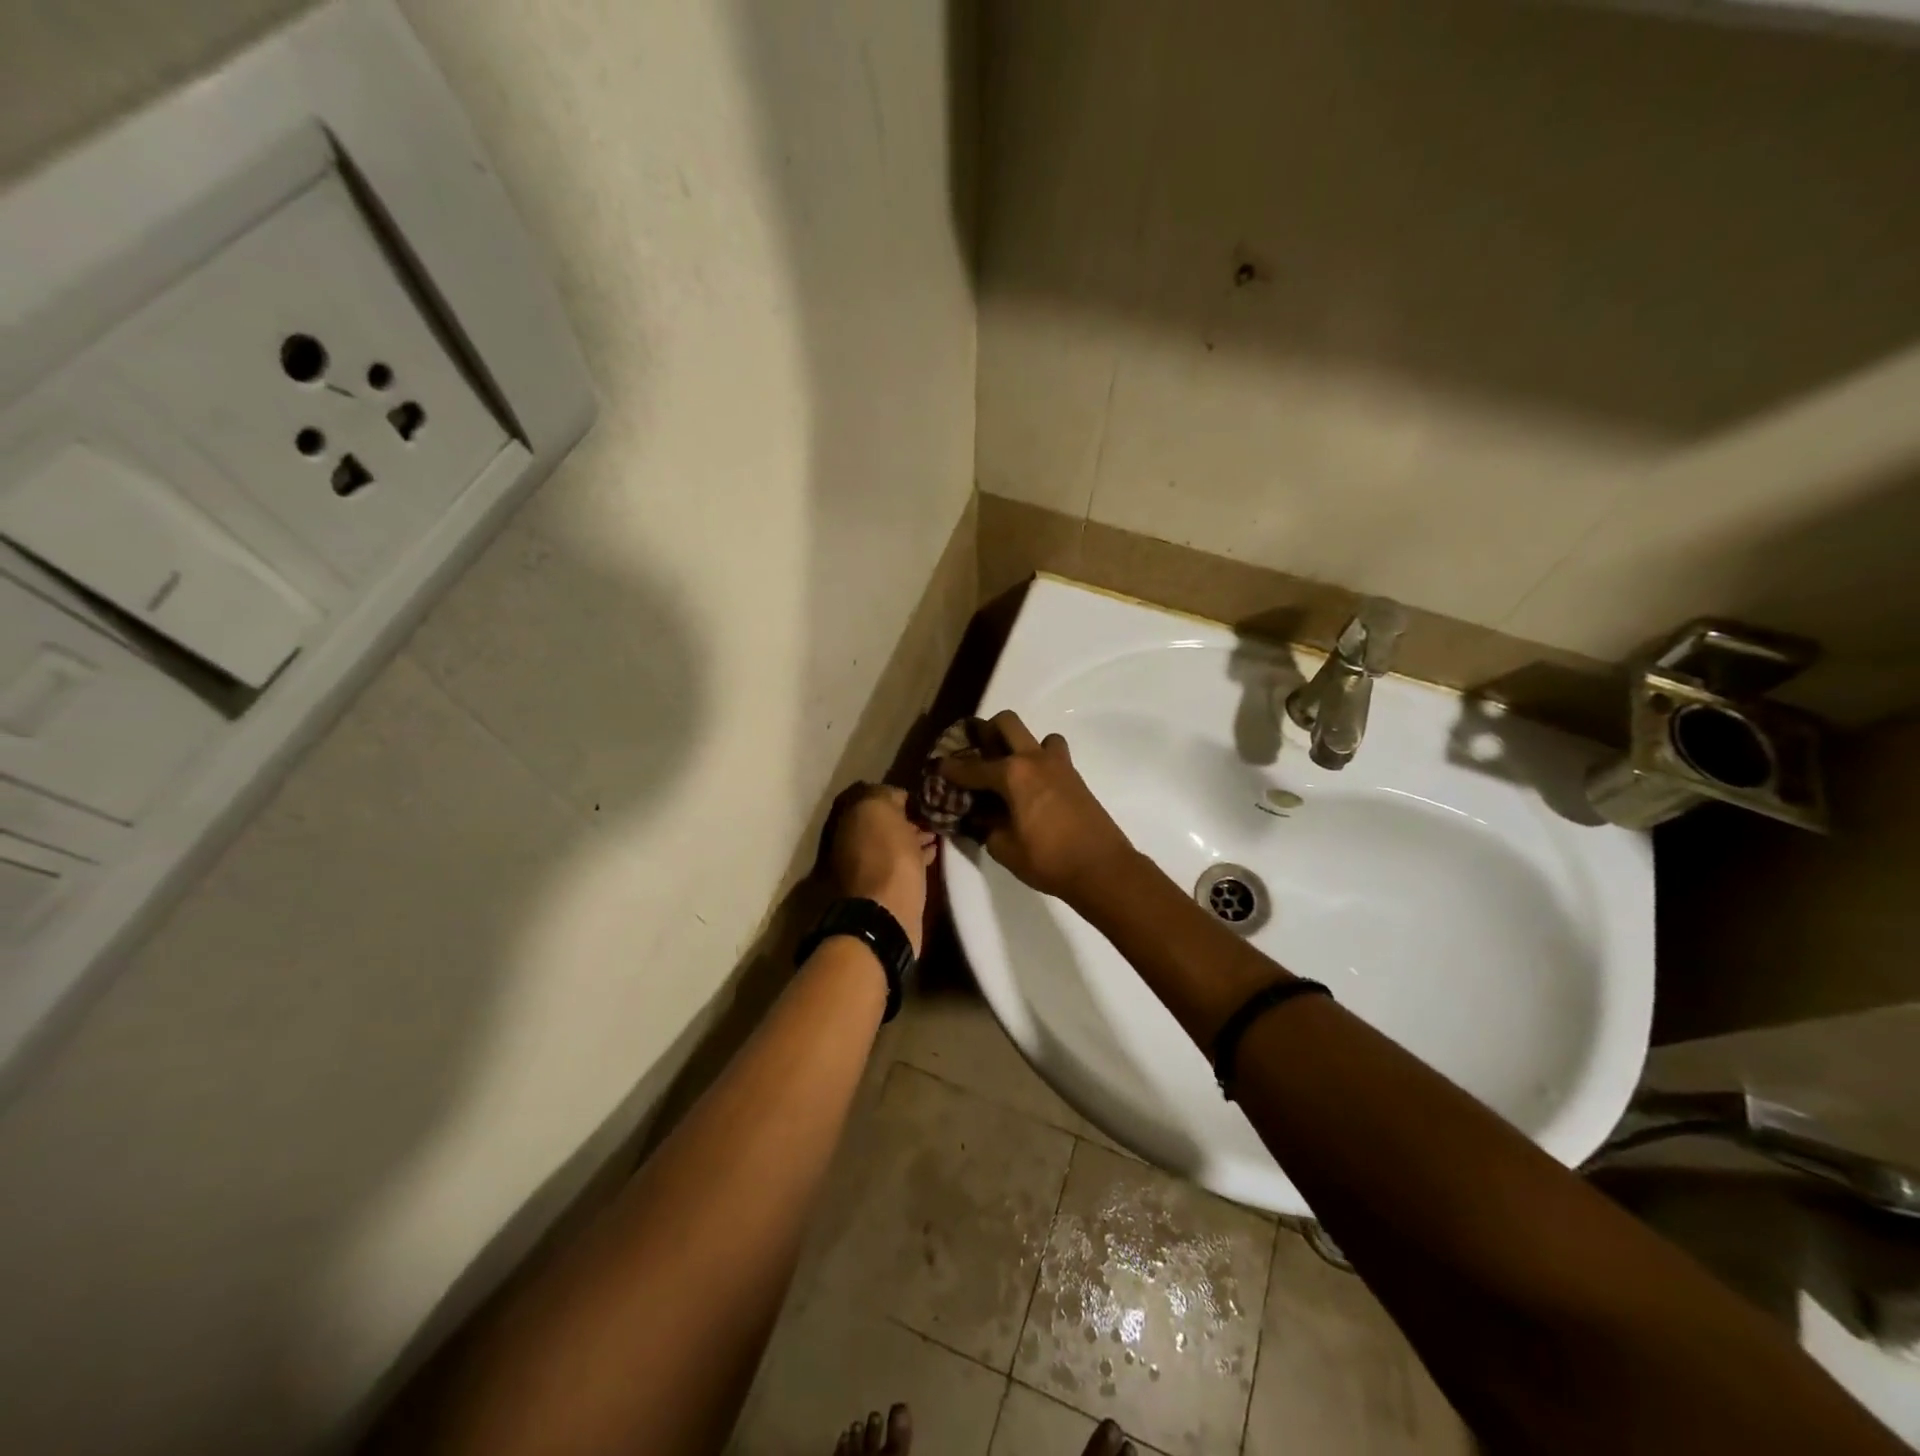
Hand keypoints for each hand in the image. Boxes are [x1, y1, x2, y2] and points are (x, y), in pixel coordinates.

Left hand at [826, 785, 936, 955]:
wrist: (887, 913)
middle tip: (932, 815)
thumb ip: (885, 796)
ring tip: (937, 832)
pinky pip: (903, 863)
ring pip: (894, 844)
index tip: (920, 797)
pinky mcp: (886, 888)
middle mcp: (853, 843)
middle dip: (905, 818)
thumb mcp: (882, 811)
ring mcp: (868, 867)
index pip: (873, 798)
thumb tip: (894, 797)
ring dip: (913, 837)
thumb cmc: (887, 857)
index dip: (896, 795)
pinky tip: (934, 852)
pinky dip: (917, 855)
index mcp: (849, 822)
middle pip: (883, 823)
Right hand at [938, 710, 1135, 904]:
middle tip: (977, 753)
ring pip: (1036, 736)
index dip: (950, 768)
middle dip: (987, 732)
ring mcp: (1058, 765)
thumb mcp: (1004, 848)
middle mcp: (1034, 759)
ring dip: (1020, 746)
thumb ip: (987, 827)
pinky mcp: (1075, 777)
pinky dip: (1039, 763)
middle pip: (1006, 723)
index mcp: (1012, 774)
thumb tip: (980, 817)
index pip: (971, 767)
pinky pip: (1053, 755)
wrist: (1102, 867)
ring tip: (1010, 772)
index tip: (937, 766)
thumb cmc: (1048, 860)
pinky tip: (1032, 789)